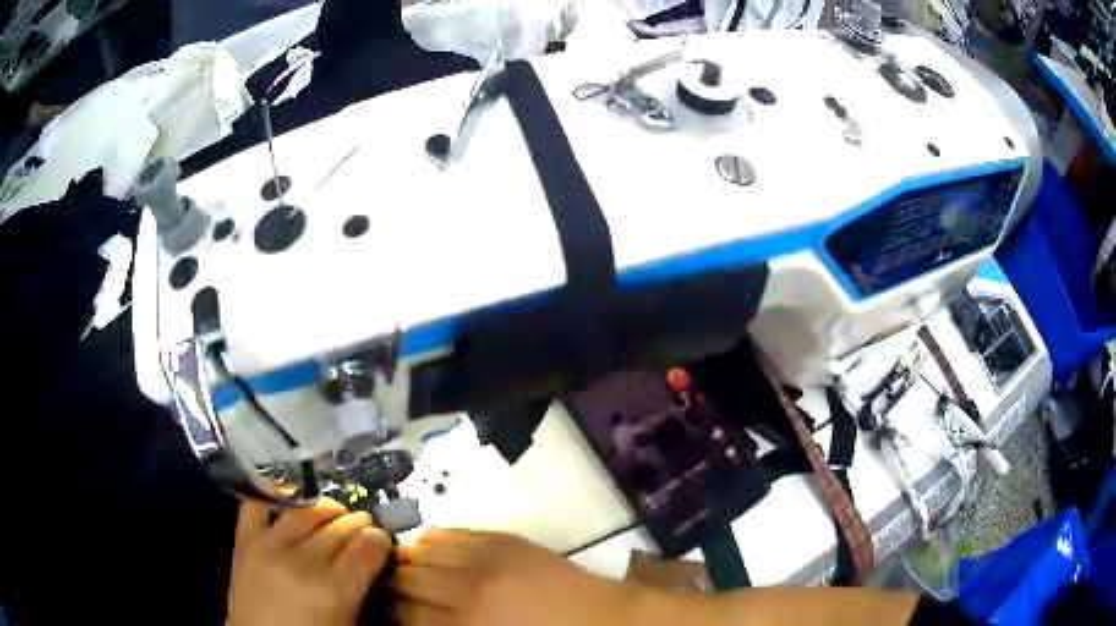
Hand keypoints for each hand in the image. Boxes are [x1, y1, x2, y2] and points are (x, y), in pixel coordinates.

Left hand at [226, 497, 392, 625]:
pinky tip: (290, 493)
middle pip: (339, 528)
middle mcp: (302, 562)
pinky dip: (273, 494)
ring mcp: (269, 547)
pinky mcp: (244, 541)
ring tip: (336, 512)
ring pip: (305, 512)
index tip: (383, 542)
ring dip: (326, 508)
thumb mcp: (348, 625)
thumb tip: (374, 565)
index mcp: (333, 590)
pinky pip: (257, 505)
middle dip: (358, 524)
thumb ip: (361, 592)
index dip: (380, 541)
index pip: (367, 548)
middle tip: (365, 527)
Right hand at [393, 529, 641, 625]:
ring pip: (421, 550)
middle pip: (406, 579)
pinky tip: (427, 548)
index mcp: (466, 624)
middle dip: (392, 585)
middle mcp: (467, 588)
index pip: (405, 615)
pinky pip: (449, 532)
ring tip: (403, 567)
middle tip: (391, 591)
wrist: (601, 618)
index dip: (390, 613)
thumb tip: (413, 621)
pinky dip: (430, 540)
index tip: (386, 611)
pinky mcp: (500, 538)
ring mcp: (484, 557)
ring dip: (407, 560)